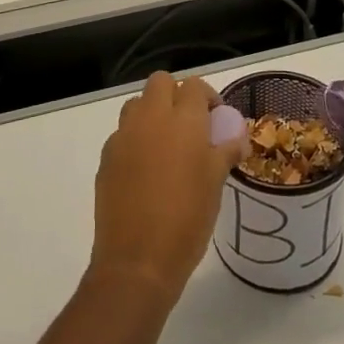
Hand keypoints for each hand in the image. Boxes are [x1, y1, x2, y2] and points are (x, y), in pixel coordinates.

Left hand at [90, 72, 248, 301]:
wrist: (138, 261)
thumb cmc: (188, 219)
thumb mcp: (215, 184)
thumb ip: (225, 152)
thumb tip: (237, 139)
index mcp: (183, 120)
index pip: (194, 86)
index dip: (207, 97)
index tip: (215, 119)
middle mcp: (151, 118)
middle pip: (160, 82)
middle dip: (176, 94)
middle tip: (190, 124)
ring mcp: (124, 136)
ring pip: (137, 104)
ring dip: (152, 112)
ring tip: (166, 144)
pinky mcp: (106, 157)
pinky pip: (122, 134)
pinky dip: (135, 139)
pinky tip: (145, 170)